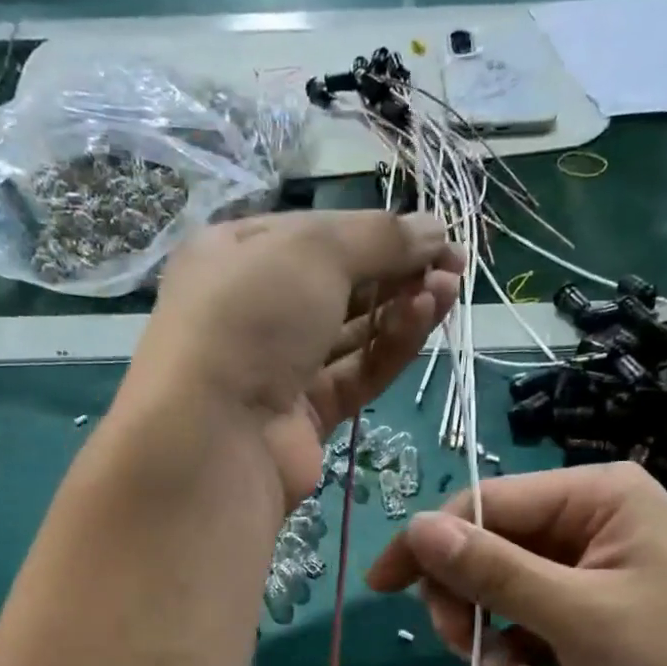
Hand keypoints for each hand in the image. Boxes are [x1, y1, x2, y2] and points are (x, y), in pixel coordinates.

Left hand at [129, 212, 463, 502]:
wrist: (214, 437)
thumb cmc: (251, 317)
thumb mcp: (313, 251)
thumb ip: (379, 237)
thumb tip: (435, 228)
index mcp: (235, 255)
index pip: (316, 234)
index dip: (376, 230)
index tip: (433, 233)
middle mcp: (255, 310)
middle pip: (339, 283)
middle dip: (397, 269)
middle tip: (452, 265)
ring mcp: (279, 367)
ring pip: (353, 331)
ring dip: (402, 306)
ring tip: (448, 289)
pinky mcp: (306, 415)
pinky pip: (356, 373)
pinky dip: (391, 346)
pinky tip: (423, 319)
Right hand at [367, 463, 666, 665]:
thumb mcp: (577, 614)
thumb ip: (493, 571)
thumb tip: (417, 529)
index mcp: (592, 497)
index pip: (484, 505)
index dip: (429, 545)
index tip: (383, 587)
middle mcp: (583, 526)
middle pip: (484, 556)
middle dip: (474, 614)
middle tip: (472, 655)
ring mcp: (580, 579)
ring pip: (496, 605)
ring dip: (502, 654)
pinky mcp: (578, 625)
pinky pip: (521, 639)